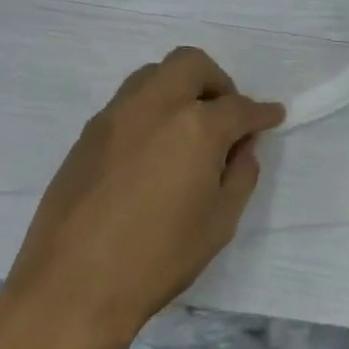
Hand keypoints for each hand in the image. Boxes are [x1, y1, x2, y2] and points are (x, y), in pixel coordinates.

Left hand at [3, 48, 283, 339]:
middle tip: (227, 117)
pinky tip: (155, 152)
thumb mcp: (219, 222)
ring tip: (190, 131)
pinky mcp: (86, 135)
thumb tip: (240, 149)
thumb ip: (239, 175)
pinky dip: (152, 111)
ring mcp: (114, 117)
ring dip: (180, 89)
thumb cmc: (160, 258)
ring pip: (153, 75)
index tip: (272, 117)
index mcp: (195, 127)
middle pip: (191, 64)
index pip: (239, 107)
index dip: (261, 113)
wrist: (75, 284)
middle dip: (218, 82)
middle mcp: (153, 107)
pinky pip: (127, 104)